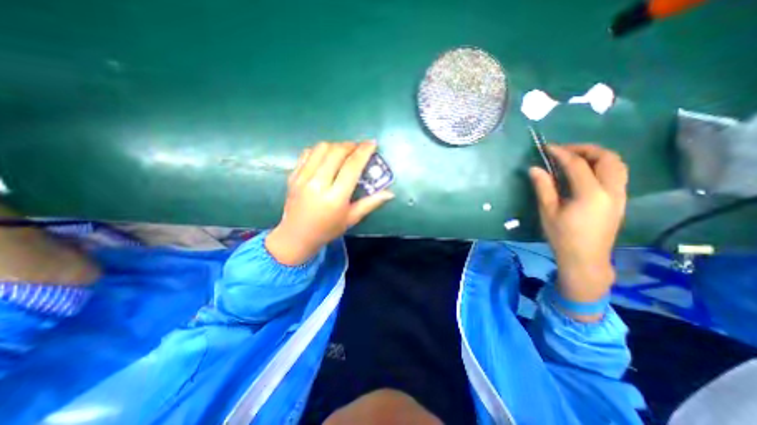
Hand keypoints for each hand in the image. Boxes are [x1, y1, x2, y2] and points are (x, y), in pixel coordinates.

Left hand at [266, 142, 396, 264]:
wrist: (296, 236)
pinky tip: (327, 156)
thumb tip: (390, 193)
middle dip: (351, 145)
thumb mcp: (352, 218)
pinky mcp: (293, 175)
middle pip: (336, 152)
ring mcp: (302, 178)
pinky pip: (307, 153)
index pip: (352, 167)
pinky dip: (320, 150)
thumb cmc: (328, 229)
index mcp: (335, 197)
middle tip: (358, 148)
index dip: (364, 152)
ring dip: (336, 145)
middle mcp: (318, 184)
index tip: (372, 143)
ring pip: (321, 148)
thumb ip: (371, 203)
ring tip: (343, 152)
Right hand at [528, 144, 630, 307]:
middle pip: (607, 158)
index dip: (561, 153)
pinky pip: (617, 174)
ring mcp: (620, 195)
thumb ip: (543, 187)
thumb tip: (535, 168)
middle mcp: (611, 191)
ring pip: (617, 164)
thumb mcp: (548, 212)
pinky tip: (586, 171)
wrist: (585, 259)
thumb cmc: (562, 236)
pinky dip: (603, 165)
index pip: (577, 164)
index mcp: (590, 194)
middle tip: (564, 150)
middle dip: (585, 149)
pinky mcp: (620, 200)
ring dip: (597, 155)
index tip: (547, 147)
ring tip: (576, 157)